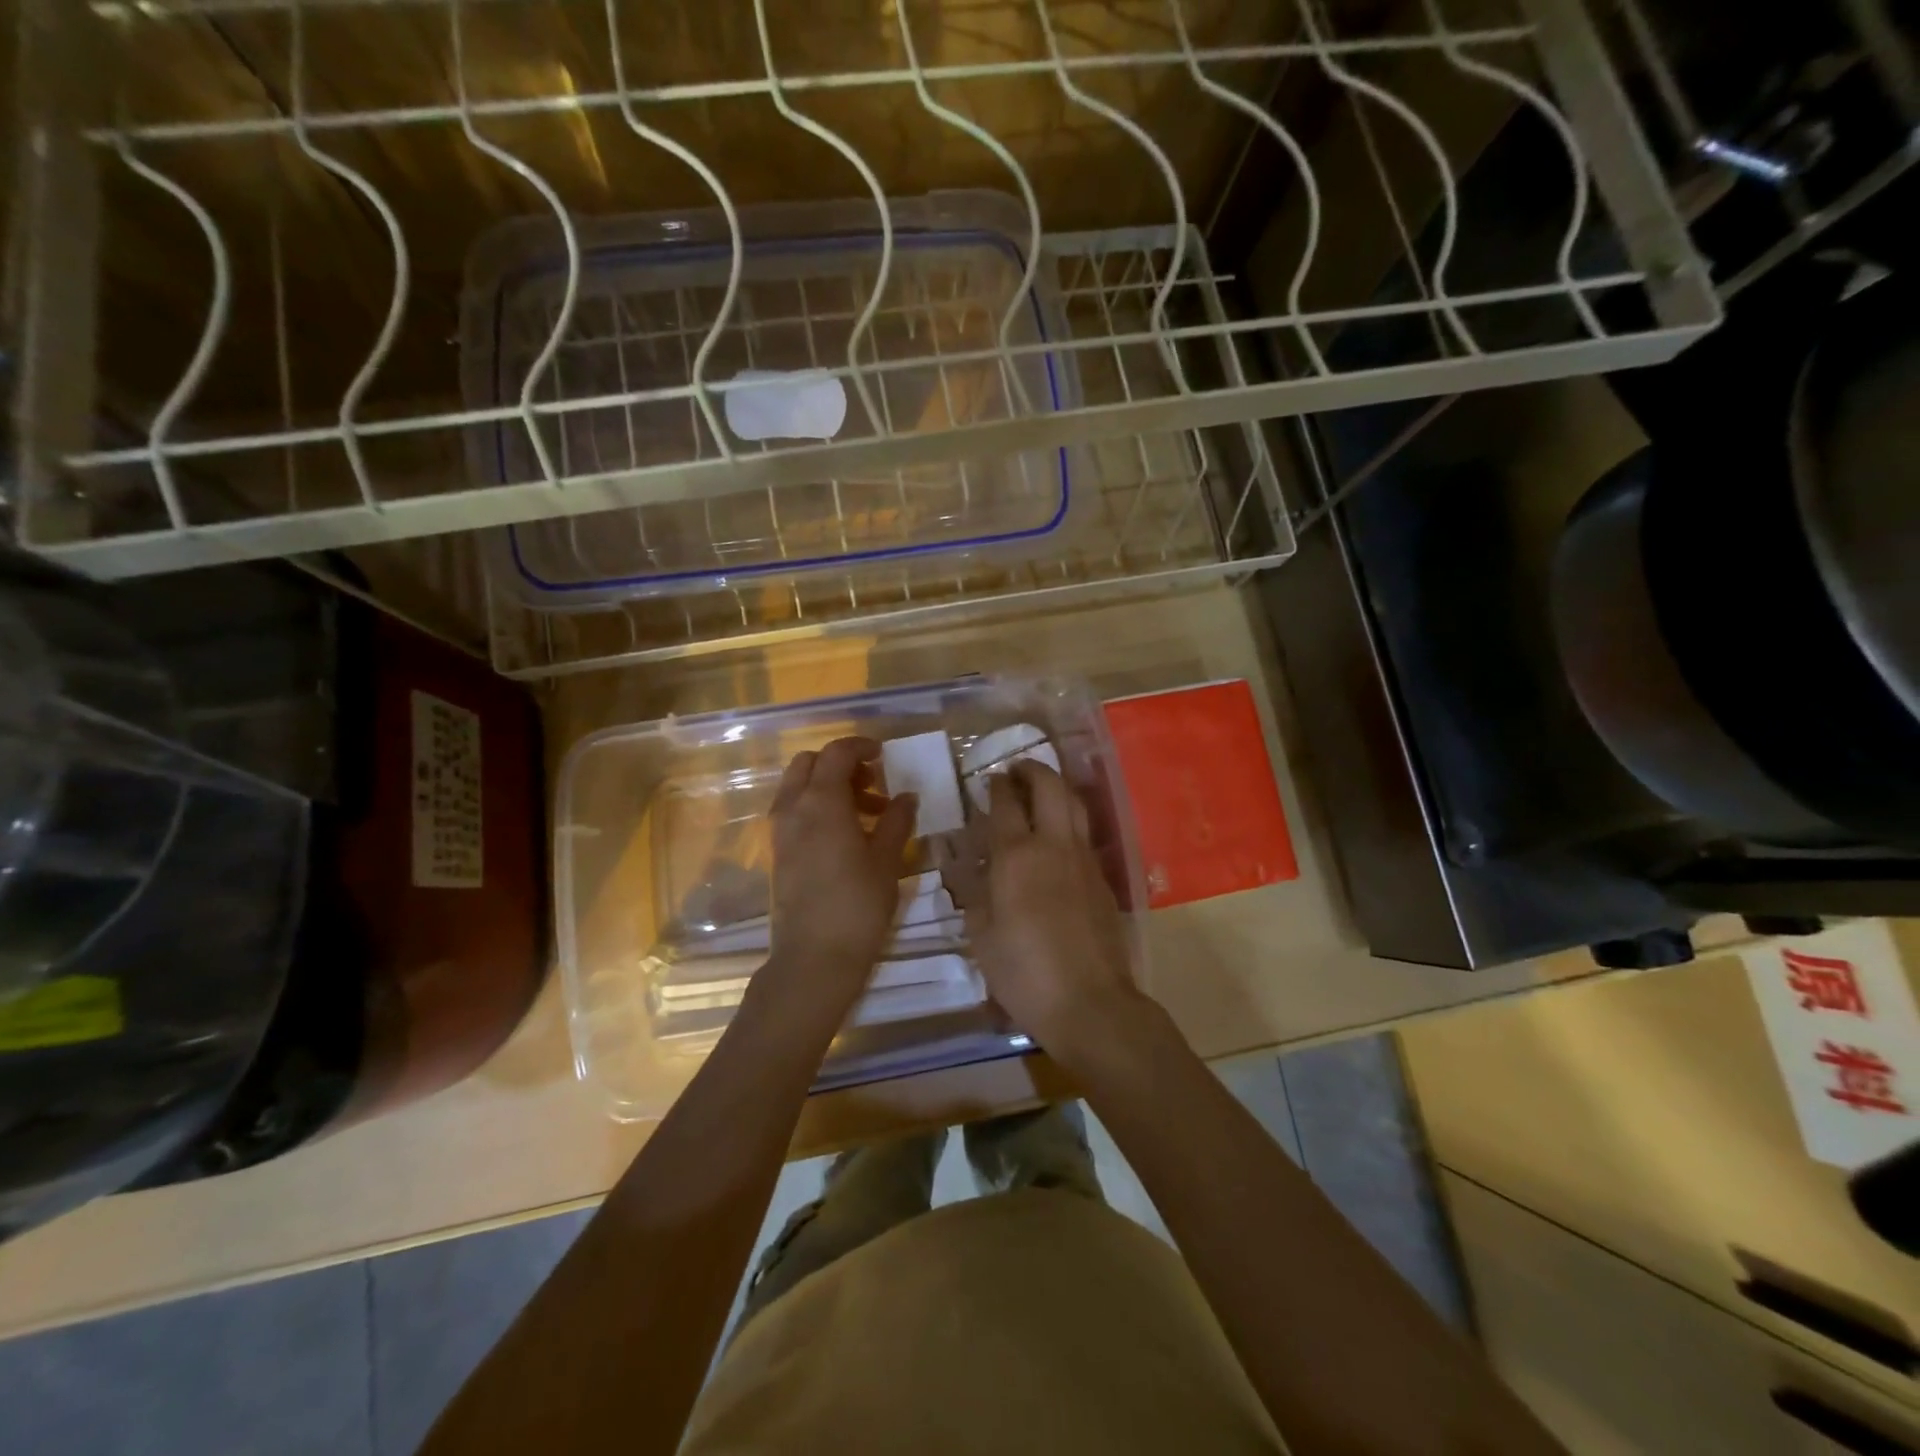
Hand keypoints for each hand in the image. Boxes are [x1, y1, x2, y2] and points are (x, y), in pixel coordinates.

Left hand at [763, 737, 915, 1013]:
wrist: (814, 957)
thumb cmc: (858, 904)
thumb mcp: (886, 860)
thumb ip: (897, 821)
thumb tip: (906, 796)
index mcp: (822, 801)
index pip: (836, 753)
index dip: (860, 746)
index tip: (883, 754)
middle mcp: (794, 807)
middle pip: (809, 763)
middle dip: (840, 765)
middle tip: (873, 784)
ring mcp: (780, 830)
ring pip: (798, 787)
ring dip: (829, 786)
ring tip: (867, 814)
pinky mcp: (777, 852)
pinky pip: (794, 811)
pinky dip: (816, 807)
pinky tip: (845, 836)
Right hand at [955, 762, 1147, 1069]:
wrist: (1089, 1001)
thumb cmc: (1024, 972)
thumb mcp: (981, 936)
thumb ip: (975, 895)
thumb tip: (971, 872)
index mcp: (1016, 856)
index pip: (1005, 804)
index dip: (996, 786)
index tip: (989, 778)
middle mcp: (1053, 845)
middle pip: (1049, 787)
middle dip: (1032, 770)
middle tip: (1017, 769)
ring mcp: (1084, 859)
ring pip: (1075, 805)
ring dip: (1056, 787)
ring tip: (1041, 789)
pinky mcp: (1102, 878)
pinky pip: (1084, 834)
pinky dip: (1069, 820)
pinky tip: (1058, 836)